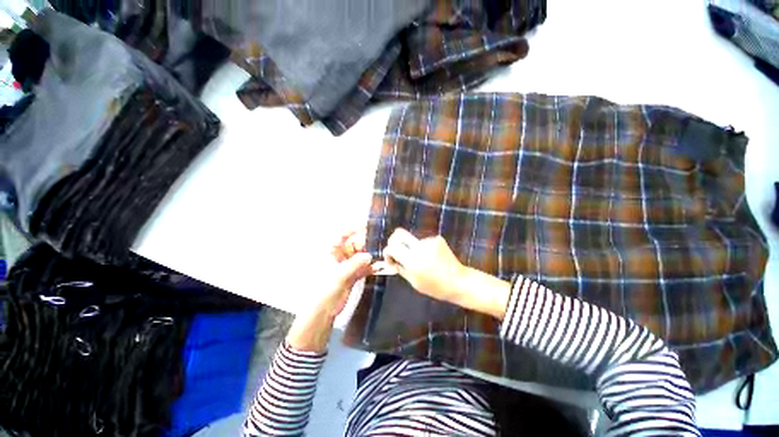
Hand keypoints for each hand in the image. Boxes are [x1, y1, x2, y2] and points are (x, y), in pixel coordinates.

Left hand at [286, 230, 371, 352]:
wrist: (323, 312)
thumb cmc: (325, 289)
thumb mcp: (339, 275)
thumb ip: (355, 264)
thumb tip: (370, 255)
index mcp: (331, 251)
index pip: (343, 234)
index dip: (355, 228)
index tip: (369, 225)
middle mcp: (339, 255)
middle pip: (356, 244)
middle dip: (368, 244)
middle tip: (381, 243)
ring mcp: (347, 264)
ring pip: (361, 255)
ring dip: (371, 256)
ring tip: (384, 254)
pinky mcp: (353, 274)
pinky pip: (364, 266)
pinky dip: (371, 266)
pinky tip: (380, 266)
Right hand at [383, 228, 511, 319]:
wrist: (459, 281)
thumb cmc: (435, 287)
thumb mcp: (414, 281)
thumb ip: (400, 268)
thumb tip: (391, 260)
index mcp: (413, 261)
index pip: (392, 247)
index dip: (387, 252)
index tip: (391, 259)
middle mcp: (420, 247)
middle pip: (399, 233)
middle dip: (394, 240)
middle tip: (397, 250)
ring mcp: (429, 241)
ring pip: (412, 239)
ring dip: (412, 248)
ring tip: (423, 260)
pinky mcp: (437, 238)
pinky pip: (423, 241)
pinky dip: (424, 248)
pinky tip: (431, 257)